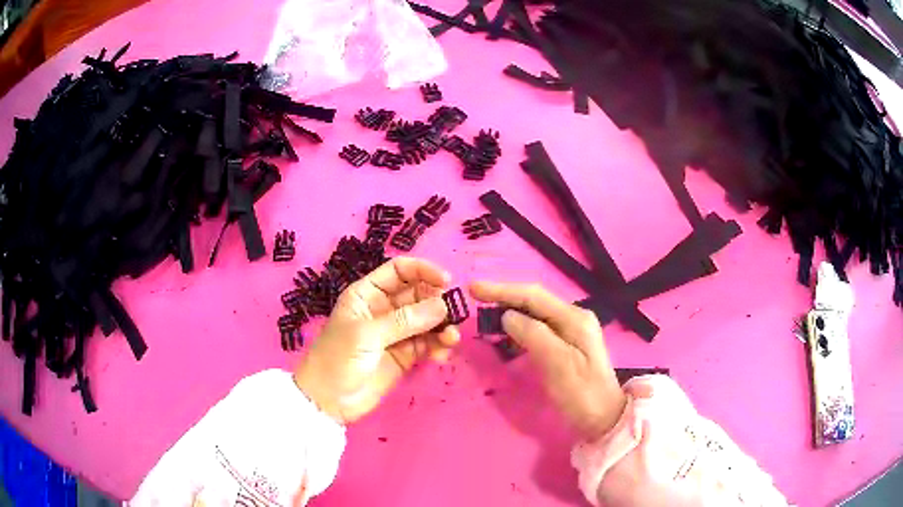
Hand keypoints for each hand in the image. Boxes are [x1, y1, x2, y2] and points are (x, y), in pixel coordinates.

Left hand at [294, 257, 460, 424]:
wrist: (328, 401)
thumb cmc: (338, 358)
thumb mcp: (367, 335)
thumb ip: (405, 320)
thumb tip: (443, 305)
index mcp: (368, 295)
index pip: (399, 271)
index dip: (422, 270)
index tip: (446, 280)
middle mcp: (384, 309)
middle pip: (418, 295)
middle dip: (437, 301)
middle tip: (453, 314)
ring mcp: (396, 334)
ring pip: (427, 320)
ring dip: (442, 326)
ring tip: (451, 338)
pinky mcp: (405, 356)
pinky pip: (428, 344)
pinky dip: (438, 346)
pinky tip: (442, 355)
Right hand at [470, 282, 625, 440]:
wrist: (604, 418)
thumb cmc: (582, 394)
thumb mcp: (559, 366)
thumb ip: (535, 336)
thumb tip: (508, 316)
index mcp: (574, 318)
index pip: (533, 296)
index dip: (502, 290)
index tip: (473, 289)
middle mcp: (574, 317)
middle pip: (534, 300)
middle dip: (504, 296)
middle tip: (475, 297)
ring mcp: (571, 330)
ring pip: (534, 313)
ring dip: (509, 310)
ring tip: (485, 313)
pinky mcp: (565, 344)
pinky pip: (537, 327)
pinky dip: (517, 327)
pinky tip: (505, 334)